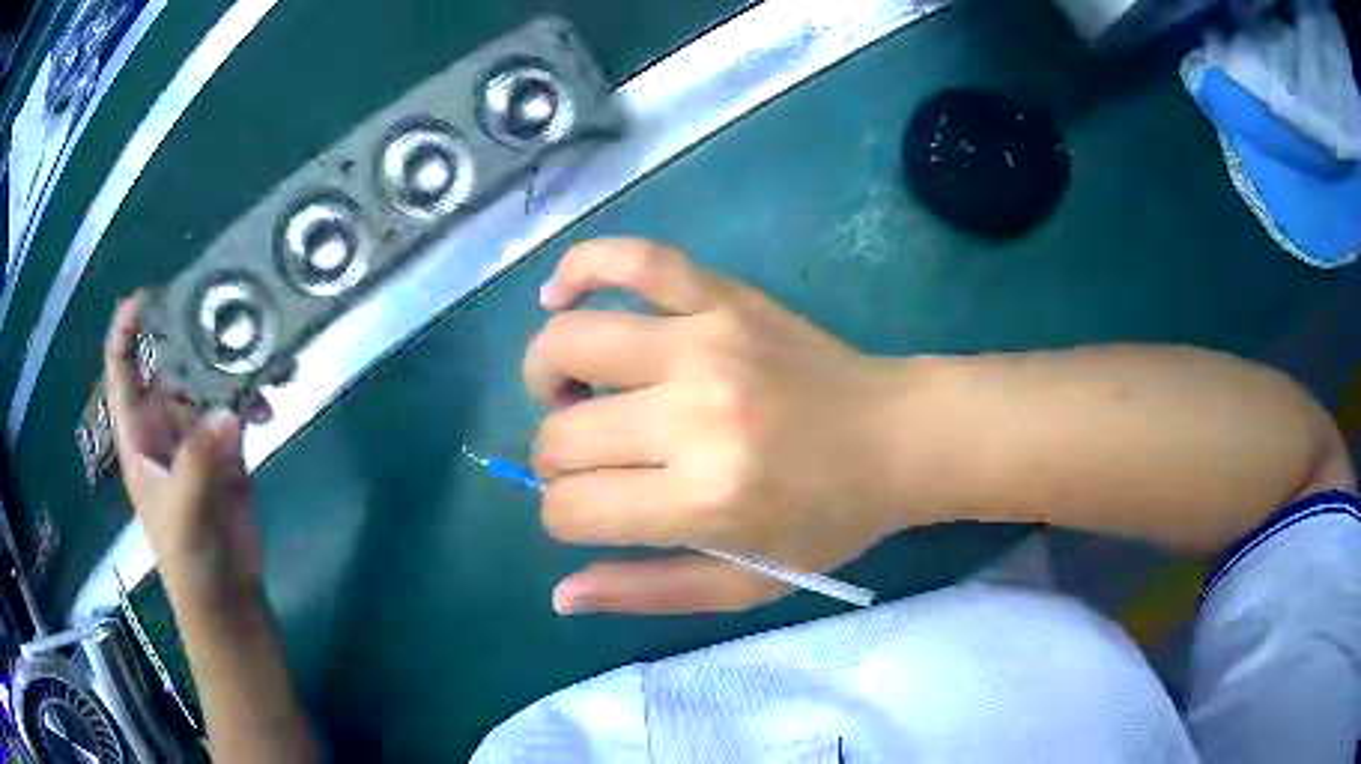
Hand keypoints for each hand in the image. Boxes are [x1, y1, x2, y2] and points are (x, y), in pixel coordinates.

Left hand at [104, 296, 261, 601]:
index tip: (145, 298)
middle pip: (169, 366)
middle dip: (187, 337)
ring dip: (227, 365)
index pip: (122, 374)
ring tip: (254, 346)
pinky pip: (237, 409)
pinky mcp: (227, 451)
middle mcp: (164, 428)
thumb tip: (227, 412)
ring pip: (206, 384)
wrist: (225, 598)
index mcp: (138, 437)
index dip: (126, 333)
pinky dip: (253, 398)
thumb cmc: (187, 560)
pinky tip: (270, 400)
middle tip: (219, 309)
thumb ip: (198, 463)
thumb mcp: (183, 513)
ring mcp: (196, 438)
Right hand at [524, 239, 923, 613]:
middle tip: (591, 463)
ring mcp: (708, 341)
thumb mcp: (747, 584)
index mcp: (704, 499)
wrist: (898, 438)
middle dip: (555, 461)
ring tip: (571, 392)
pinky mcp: (725, 297)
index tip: (589, 513)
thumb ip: (649, 593)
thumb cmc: (827, 520)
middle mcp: (696, 415)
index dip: (562, 516)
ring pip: (570, 342)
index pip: (571, 508)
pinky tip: (560, 293)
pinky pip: (635, 258)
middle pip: (561, 436)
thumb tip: (561, 594)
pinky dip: (582, 267)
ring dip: (547, 374)